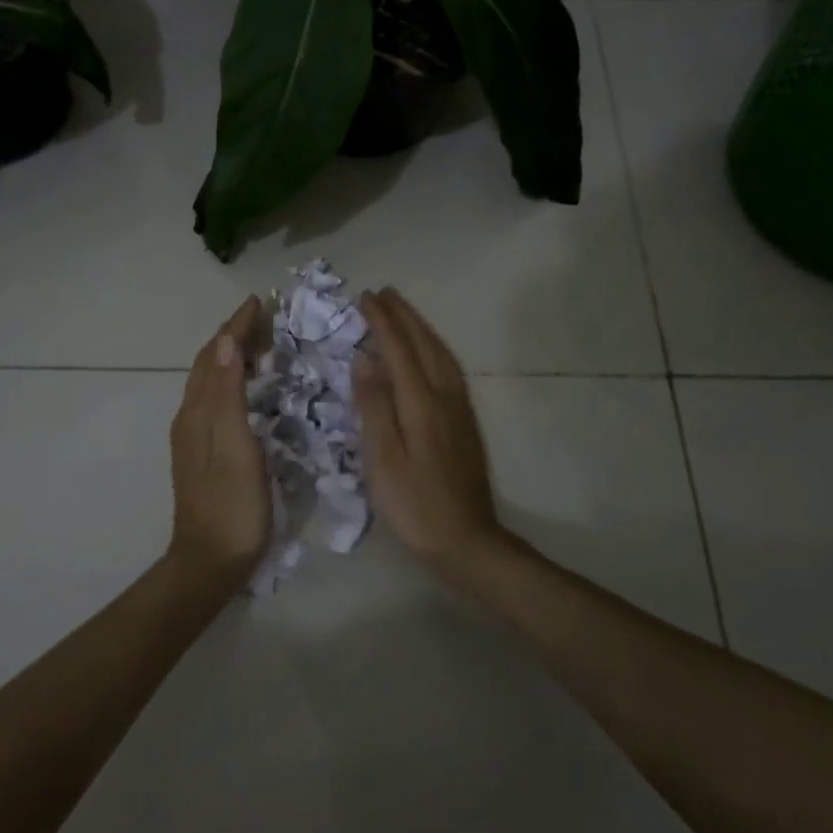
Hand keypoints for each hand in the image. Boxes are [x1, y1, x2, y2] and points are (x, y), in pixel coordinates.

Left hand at [169, 296, 270, 577]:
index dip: (236, 325)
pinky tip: (248, 388)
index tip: (259, 301)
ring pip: (210, 381)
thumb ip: (228, 392)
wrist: (209, 562)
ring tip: (260, 343)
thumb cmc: (232, 504)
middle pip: (208, 363)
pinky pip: (215, 399)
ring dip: (231, 355)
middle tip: (265, 317)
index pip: (214, 354)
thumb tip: (224, 340)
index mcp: (198, 411)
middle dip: (233, 335)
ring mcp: (194, 436)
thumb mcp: (235, 444)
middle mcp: (191, 417)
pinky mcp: (203, 452)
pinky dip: (231, 379)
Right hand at [354, 288, 500, 570]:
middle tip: (384, 292)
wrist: (467, 540)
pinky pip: (449, 367)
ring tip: (403, 312)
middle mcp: (445, 396)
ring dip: (421, 327)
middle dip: (404, 315)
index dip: (382, 321)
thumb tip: (365, 360)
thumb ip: (374, 406)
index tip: (366, 297)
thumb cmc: (415, 504)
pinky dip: (434, 347)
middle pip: (424, 344)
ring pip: (441, 353)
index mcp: (421, 402)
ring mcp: (460, 407)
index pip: (399, 349)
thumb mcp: (383, 459)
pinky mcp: (466, 421)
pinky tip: (428, 352)